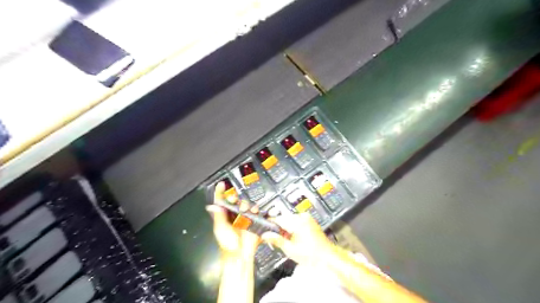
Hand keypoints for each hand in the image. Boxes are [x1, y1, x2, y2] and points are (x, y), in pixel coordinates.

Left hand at [207, 182, 261, 257]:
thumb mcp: (220, 228)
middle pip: (234, 200)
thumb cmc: (227, 244)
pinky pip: (255, 210)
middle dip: (234, 197)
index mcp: (223, 216)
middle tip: (233, 199)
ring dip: (244, 204)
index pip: (221, 201)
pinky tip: (252, 211)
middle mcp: (233, 215)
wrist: (240, 254)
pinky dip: (254, 208)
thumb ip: (218, 215)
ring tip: (243, 209)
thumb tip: (213, 205)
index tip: (221, 185)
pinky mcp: (252, 220)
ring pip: (245, 203)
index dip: (220, 192)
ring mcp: (243, 217)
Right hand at [262, 212, 335, 265]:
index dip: (269, 224)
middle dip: (278, 228)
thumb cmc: (313, 255)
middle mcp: (302, 217)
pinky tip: (293, 237)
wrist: (327, 256)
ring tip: (286, 240)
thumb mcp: (290, 249)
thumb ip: (276, 240)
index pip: (278, 219)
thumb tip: (265, 235)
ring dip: (285, 228)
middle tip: (275, 239)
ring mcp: (307, 218)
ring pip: (289, 220)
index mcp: (297, 222)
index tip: (264, 229)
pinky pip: (296, 220)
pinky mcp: (309, 220)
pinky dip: (292, 227)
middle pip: (284, 219)